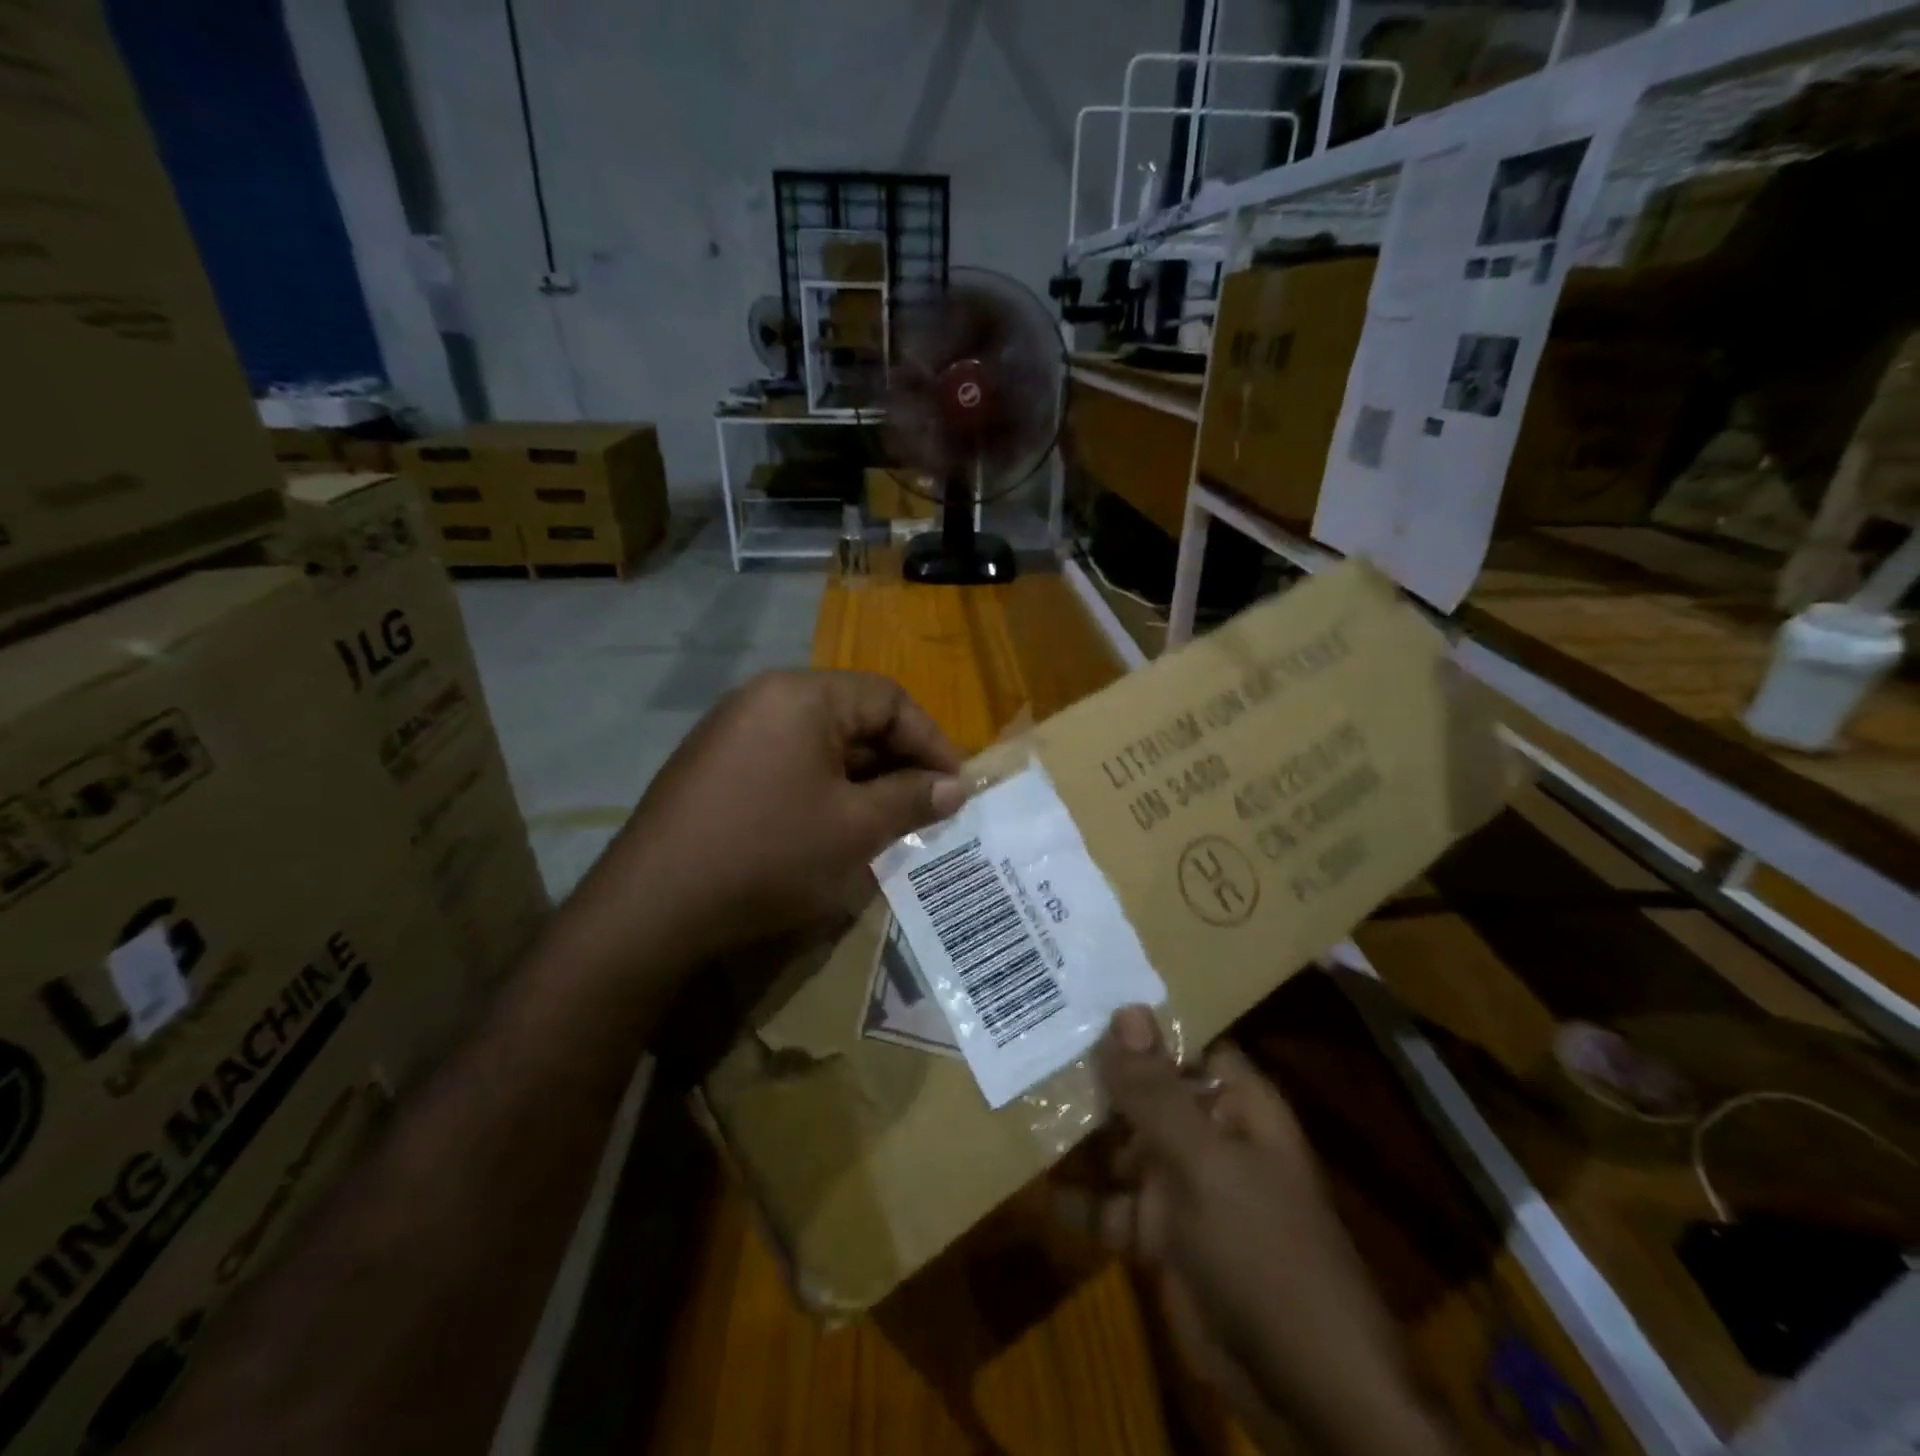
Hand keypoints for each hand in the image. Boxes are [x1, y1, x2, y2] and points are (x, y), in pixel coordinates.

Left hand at [573, 670, 965, 973]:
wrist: (653, 906)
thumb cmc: (769, 854)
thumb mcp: (855, 828)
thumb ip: (912, 799)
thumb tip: (956, 787)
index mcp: (802, 696)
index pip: (889, 698)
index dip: (932, 741)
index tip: (956, 787)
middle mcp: (765, 698)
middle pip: (853, 716)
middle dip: (898, 763)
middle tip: (926, 809)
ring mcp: (733, 731)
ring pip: (821, 744)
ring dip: (862, 779)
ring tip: (888, 823)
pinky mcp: (715, 766)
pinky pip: (787, 763)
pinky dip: (823, 788)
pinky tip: (834, 829)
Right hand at [1062, 1007, 1452, 1455]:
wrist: (1308, 1393)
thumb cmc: (1266, 1252)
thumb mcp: (1206, 1164)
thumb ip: (1156, 1091)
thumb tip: (1126, 1008)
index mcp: (1235, 1104)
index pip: (1183, 1041)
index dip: (1136, 1019)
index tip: (1076, 991)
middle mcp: (1207, 1135)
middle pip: (1144, 1091)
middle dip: (1093, 1072)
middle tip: (1026, 1038)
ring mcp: (1182, 1188)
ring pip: (1121, 1145)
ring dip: (1077, 1133)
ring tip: (1016, 1099)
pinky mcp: (1159, 1238)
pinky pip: (1108, 1207)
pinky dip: (1074, 1200)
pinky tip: (1026, 1186)